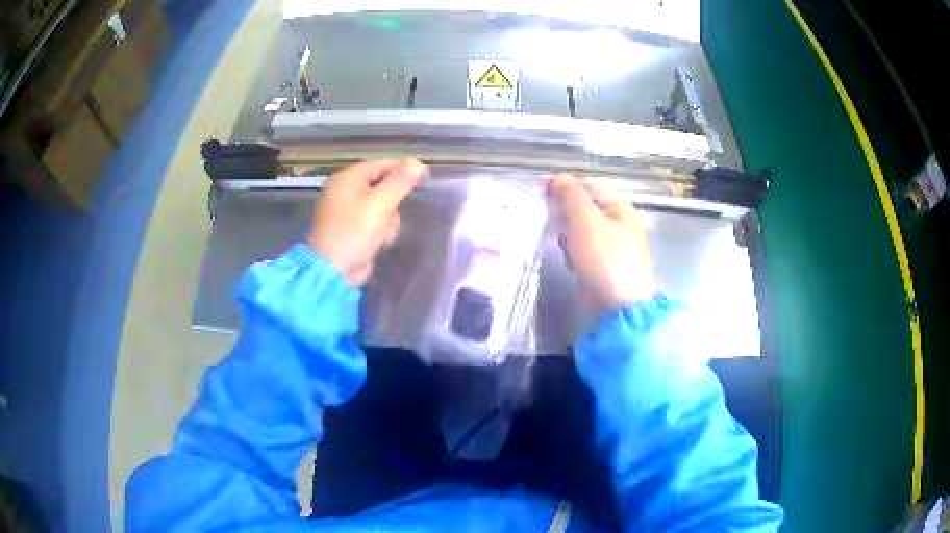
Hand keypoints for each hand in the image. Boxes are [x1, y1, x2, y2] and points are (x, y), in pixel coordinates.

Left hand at [308, 159, 426, 285]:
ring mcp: (347, 211)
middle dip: (393, 202)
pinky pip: (374, 222)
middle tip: (392, 216)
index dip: (403, 170)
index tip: (424, 179)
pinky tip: (380, 242)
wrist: (332, 270)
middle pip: (382, 186)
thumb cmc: (354, 231)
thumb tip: (417, 163)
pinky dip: (380, 230)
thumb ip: (399, 182)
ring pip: (381, 206)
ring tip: (385, 234)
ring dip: (389, 220)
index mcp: (347, 178)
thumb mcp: (380, 203)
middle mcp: (345, 190)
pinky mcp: (351, 229)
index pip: (381, 165)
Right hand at [547, 175, 656, 315]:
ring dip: (567, 235)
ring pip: (581, 231)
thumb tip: (557, 179)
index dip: (563, 186)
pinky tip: (570, 262)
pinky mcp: (603, 267)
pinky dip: (573, 253)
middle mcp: (618, 223)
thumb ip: (570, 195)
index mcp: (619, 207)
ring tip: (561, 244)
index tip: (538, 191)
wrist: (618, 308)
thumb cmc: (604, 258)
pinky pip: (583, 251)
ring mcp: (612, 247)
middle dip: (564, 213)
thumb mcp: (585, 219)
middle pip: (584, 209)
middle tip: (549, 221)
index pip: (586, 186)